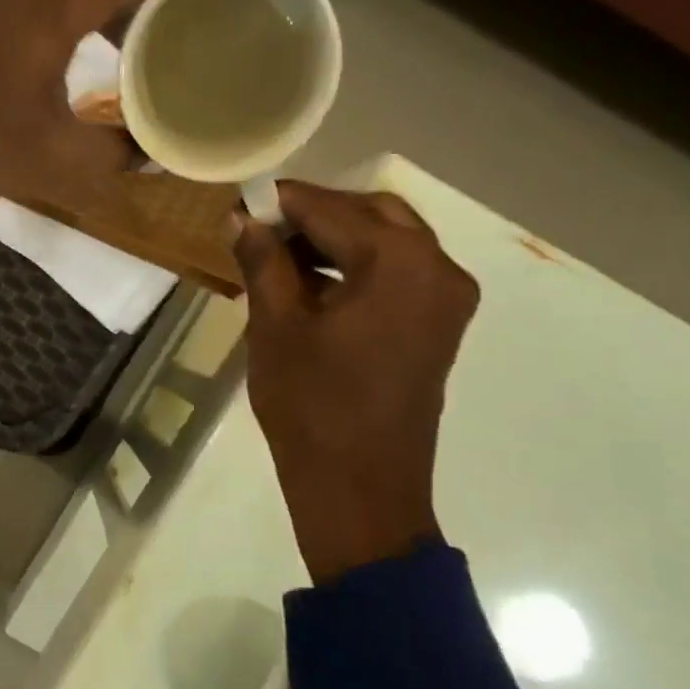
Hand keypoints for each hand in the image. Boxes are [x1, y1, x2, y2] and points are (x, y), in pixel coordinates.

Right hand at [230, 183, 479, 584]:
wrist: (359, 486)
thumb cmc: (311, 405)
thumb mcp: (276, 327)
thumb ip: (263, 261)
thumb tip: (243, 218)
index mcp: (400, 261)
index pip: (333, 209)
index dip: (284, 201)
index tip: (243, 201)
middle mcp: (438, 268)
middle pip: (374, 215)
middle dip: (317, 215)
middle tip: (262, 229)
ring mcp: (446, 299)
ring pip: (390, 243)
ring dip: (337, 240)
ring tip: (279, 258)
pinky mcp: (438, 326)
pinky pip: (399, 275)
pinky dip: (358, 268)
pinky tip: (313, 285)